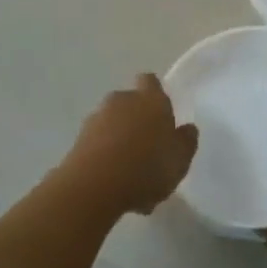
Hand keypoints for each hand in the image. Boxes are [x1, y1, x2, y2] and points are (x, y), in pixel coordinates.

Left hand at [62, 73, 198, 216]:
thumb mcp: (180, 159)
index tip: (161, 113)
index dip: (155, 93)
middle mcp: (122, 100)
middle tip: (147, 147)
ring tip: (129, 171)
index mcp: (151, 99)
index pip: (150, 81)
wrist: (93, 186)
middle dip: (137, 119)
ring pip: (112, 122)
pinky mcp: (78, 140)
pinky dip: (104, 155)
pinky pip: (97, 142)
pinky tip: (112, 181)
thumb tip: (188, 128)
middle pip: (130, 101)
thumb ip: (186, 141)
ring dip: (119, 138)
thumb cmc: (146, 167)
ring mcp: (97, 118)